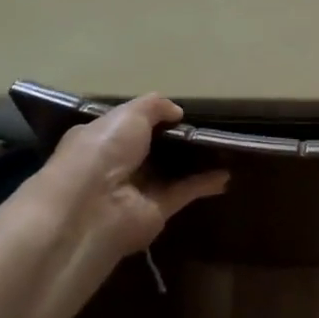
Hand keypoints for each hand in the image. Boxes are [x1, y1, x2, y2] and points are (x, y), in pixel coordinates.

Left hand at [20, 95, 228, 258]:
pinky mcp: (157, 211)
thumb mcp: (129, 114)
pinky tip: (226, 174)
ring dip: (194, 162)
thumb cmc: (102, 151)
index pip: (126, 125)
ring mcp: (137, 189)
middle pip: (151, 149)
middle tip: (207, 126)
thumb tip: (177, 111)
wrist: (92, 207)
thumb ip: (155, 106)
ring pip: (170, 171)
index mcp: (100, 138)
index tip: (178, 111)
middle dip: (175, 139)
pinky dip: (205, 183)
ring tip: (223, 148)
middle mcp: (116, 164)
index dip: (150, 117)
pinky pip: (184, 192)